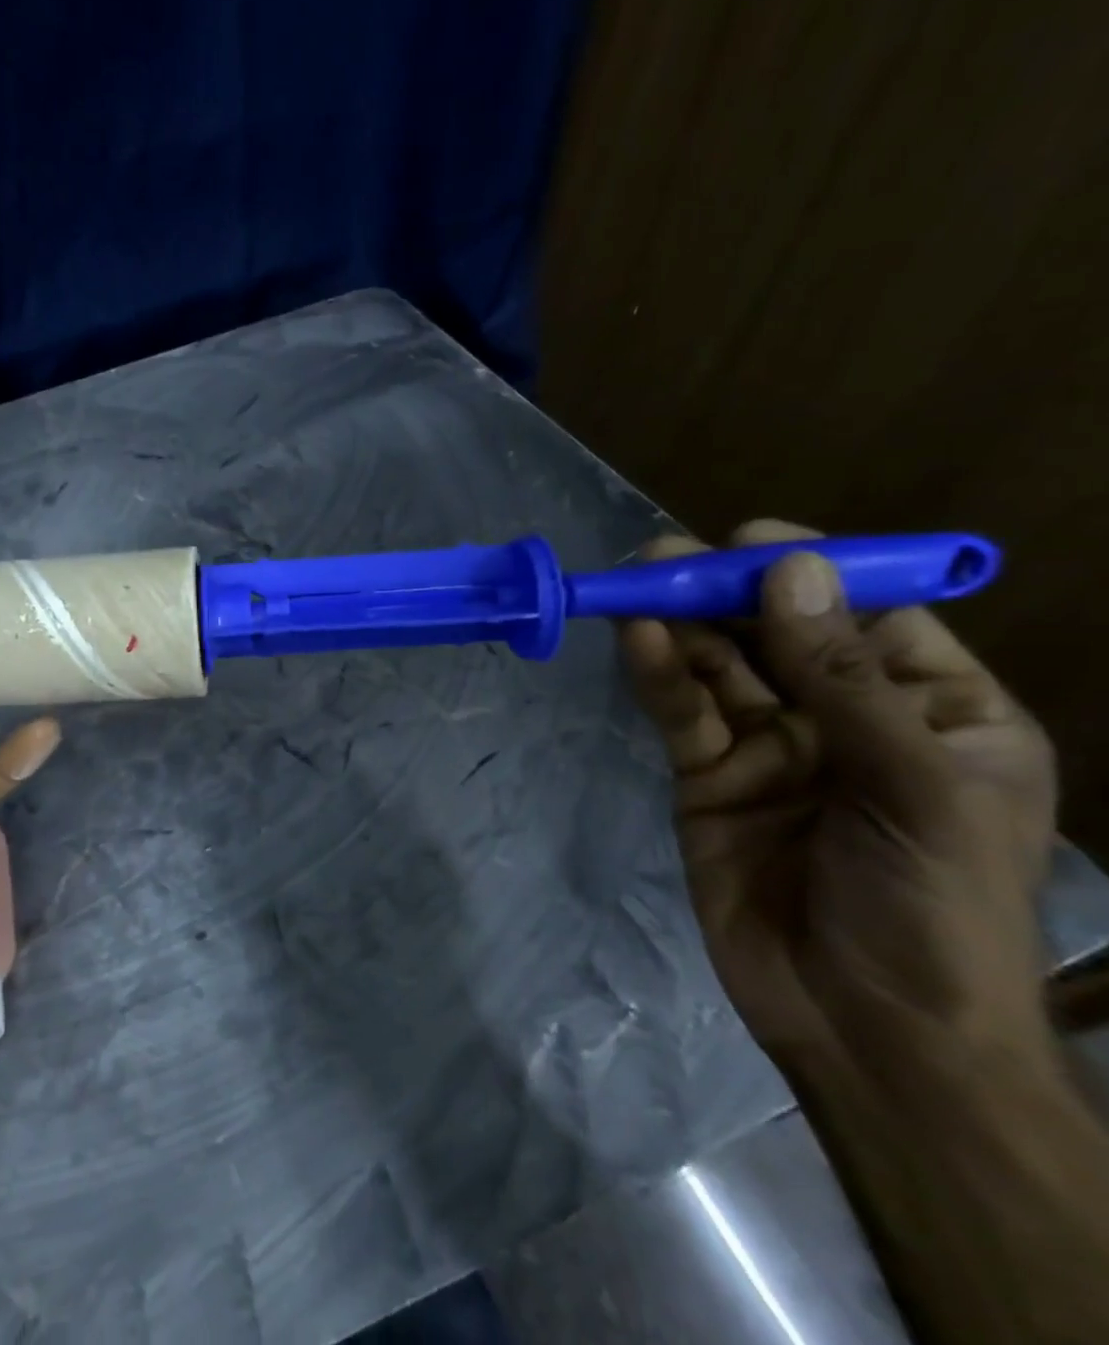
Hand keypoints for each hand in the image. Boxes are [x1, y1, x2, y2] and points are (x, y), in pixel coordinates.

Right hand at [620, 519, 1057, 1078]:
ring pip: (718, 667)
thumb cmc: (932, 910)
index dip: (816, 573)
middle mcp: (847, 717)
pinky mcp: (706, 775)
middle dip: (724, 592)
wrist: (865, 1028)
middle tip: (665, 556)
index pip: (872, 617)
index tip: (752, 542)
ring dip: (678, 624)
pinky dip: (657, 673)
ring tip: (634, 582)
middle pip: (777, 633)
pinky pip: (681, 712)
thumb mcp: (914, 787)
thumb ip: (844, 678)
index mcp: (935, 712)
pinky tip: (635, 638)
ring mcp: (771, 747)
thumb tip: (793, 570)